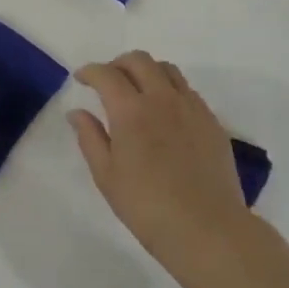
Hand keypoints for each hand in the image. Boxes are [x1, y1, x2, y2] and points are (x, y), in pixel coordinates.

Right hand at [70, 52, 274, 287]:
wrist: (206, 227)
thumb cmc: (146, 206)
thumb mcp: (106, 175)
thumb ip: (90, 137)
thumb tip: (77, 112)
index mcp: (131, 110)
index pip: (106, 74)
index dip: (90, 71)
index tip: (80, 79)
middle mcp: (162, 98)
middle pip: (139, 61)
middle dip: (118, 64)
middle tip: (107, 81)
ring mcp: (191, 107)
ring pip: (167, 70)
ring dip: (147, 71)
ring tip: (138, 91)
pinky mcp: (211, 120)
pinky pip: (187, 90)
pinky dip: (169, 89)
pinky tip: (165, 113)